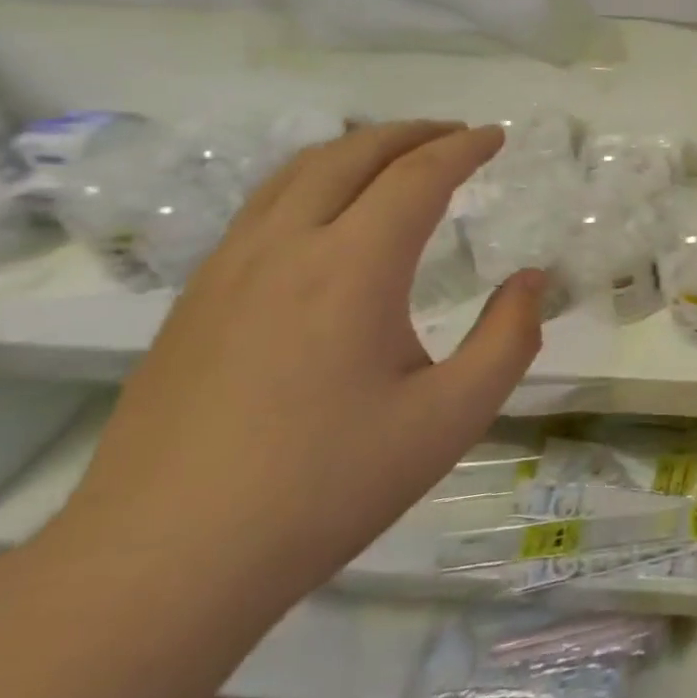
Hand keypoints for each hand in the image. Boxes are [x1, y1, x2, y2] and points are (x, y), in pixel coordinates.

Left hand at [65, 121, 544, 609]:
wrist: (163, 564)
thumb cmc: (326, 487)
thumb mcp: (451, 418)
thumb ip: (508, 339)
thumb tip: (533, 280)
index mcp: (352, 268)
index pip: (417, 176)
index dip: (463, 148)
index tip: (497, 136)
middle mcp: (286, 248)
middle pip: (351, 155)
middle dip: (411, 133)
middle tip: (456, 134)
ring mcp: (227, 270)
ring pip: (296, 173)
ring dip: (356, 149)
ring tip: (397, 156)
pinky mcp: (194, 301)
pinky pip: (262, 207)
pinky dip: (312, 181)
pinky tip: (327, 214)